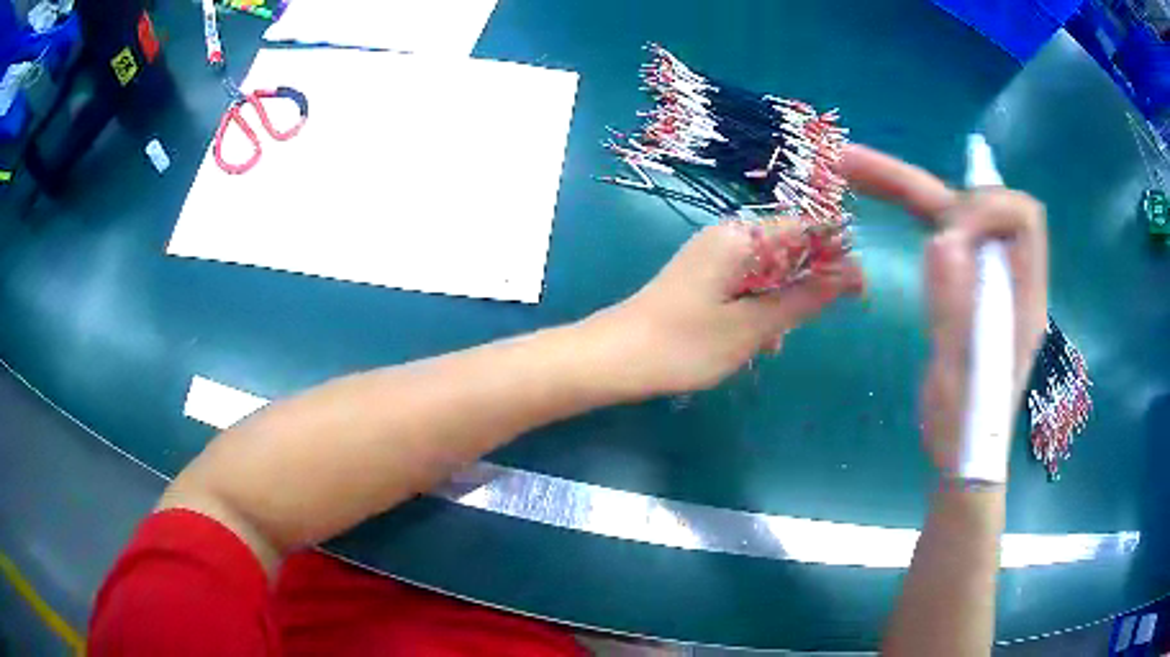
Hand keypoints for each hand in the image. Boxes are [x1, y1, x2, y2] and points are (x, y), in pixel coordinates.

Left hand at [591, 220, 863, 396]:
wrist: (615, 359)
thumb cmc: (685, 343)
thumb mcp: (754, 326)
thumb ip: (804, 298)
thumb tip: (849, 276)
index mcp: (741, 237)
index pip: (806, 227)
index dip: (836, 253)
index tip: (858, 288)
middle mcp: (727, 237)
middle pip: (788, 248)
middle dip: (809, 281)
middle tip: (815, 321)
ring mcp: (713, 257)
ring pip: (769, 271)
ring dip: (783, 302)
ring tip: (777, 343)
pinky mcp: (703, 278)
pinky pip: (747, 285)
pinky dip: (760, 309)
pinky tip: (758, 343)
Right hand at [840, 144, 1048, 473]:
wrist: (965, 459)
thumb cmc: (966, 434)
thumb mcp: (960, 382)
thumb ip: (955, 312)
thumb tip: (942, 238)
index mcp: (1023, 298)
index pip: (1022, 217)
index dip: (985, 208)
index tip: (946, 235)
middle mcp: (1009, 277)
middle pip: (975, 202)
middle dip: (919, 182)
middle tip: (851, 163)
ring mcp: (987, 280)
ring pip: (954, 211)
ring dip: (908, 187)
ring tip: (853, 170)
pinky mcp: (967, 287)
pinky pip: (943, 232)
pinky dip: (912, 210)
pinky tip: (884, 203)